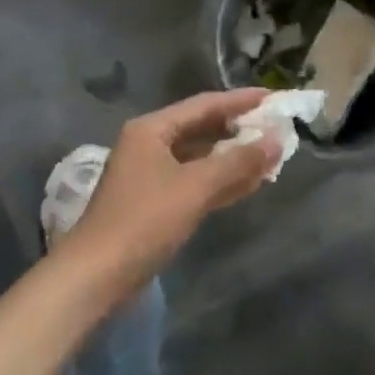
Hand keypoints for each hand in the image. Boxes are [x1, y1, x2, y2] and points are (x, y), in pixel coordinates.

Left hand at [60, 89, 279, 294]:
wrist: (97, 276)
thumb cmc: (144, 220)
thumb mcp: (195, 186)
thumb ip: (238, 161)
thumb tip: (277, 139)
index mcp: (152, 129)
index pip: (205, 104)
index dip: (242, 101)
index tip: (275, 98)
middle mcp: (150, 145)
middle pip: (203, 129)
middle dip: (240, 131)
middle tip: (278, 129)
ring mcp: (152, 176)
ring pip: (202, 159)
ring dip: (235, 159)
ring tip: (273, 157)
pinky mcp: (156, 204)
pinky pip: (197, 182)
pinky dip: (222, 181)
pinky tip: (251, 184)